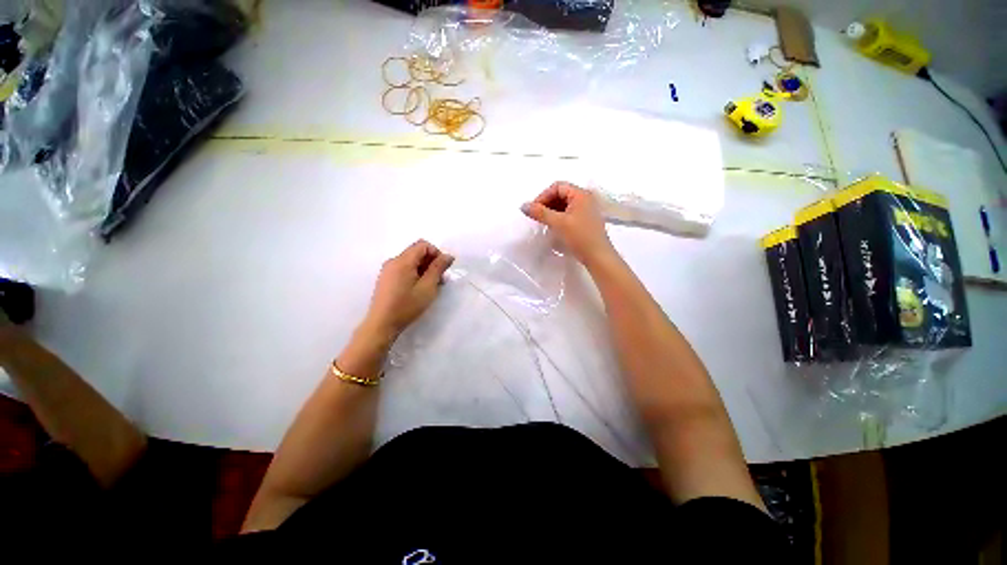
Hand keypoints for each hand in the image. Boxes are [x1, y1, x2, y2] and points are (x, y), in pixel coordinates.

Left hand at [362, 240, 453, 340]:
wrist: (382, 324)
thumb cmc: (407, 305)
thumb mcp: (427, 287)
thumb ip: (438, 268)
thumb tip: (448, 256)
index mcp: (402, 261)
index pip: (423, 245)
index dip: (436, 253)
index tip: (442, 270)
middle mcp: (393, 261)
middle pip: (417, 252)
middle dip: (431, 262)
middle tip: (439, 280)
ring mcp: (388, 270)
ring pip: (411, 261)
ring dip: (424, 269)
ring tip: (431, 286)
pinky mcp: (386, 279)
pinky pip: (404, 269)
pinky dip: (415, 274)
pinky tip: (419, 289)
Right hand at [522, 182, 616, 266]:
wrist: (598, 257)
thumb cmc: (580, 237)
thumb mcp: (558, 223)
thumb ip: (540, 213)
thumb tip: (523, 206)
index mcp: (581, 194)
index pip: (557, 187)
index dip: (543, 196)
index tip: (533, 210)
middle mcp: (585, 198)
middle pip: (561, 194)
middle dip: (547, 203)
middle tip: (537, 216)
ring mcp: (586, 210)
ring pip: (564, 205)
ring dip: (551, 211)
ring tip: (543, 222)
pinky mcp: (585, 221)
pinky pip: (568, 213)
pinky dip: (558, 217)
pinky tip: (553, 227)